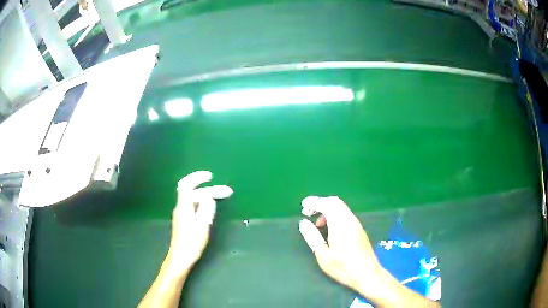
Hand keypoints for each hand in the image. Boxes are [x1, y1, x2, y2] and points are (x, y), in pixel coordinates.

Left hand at [168, 171, 232, 275]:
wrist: (180, 258)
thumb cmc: (191, 244)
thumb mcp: (202, 227)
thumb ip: (205, 210)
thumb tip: (209, 197)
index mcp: (184, 208)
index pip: (187, 186)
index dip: (197, 178)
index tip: (210, 176)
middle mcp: (180, 208)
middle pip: (193, 192)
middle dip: (209, 189)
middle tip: (226, 191)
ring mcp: (181, 214)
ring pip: (193, 198)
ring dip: (206, 194)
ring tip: (221, 196)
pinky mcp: (183, 220)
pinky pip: (193, 204)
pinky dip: (202, 201)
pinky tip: (210, 206)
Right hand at [299, 196, 387, 294]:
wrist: (367, 274)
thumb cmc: (343, 267)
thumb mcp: (323, 255)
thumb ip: (313, 237)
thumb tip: (303, 222)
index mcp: (340, 224)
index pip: (327, 204)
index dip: (314, 202)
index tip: (303, 205)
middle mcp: (349, 220)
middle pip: (335, 202)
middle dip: (320, 203)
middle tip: (307, 212)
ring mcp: (356, 224)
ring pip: (341, 207)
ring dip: (327, 209)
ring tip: (317, 223)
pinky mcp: (359, 229)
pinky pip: (345, 214)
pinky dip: (334, 214)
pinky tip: (329, 228)